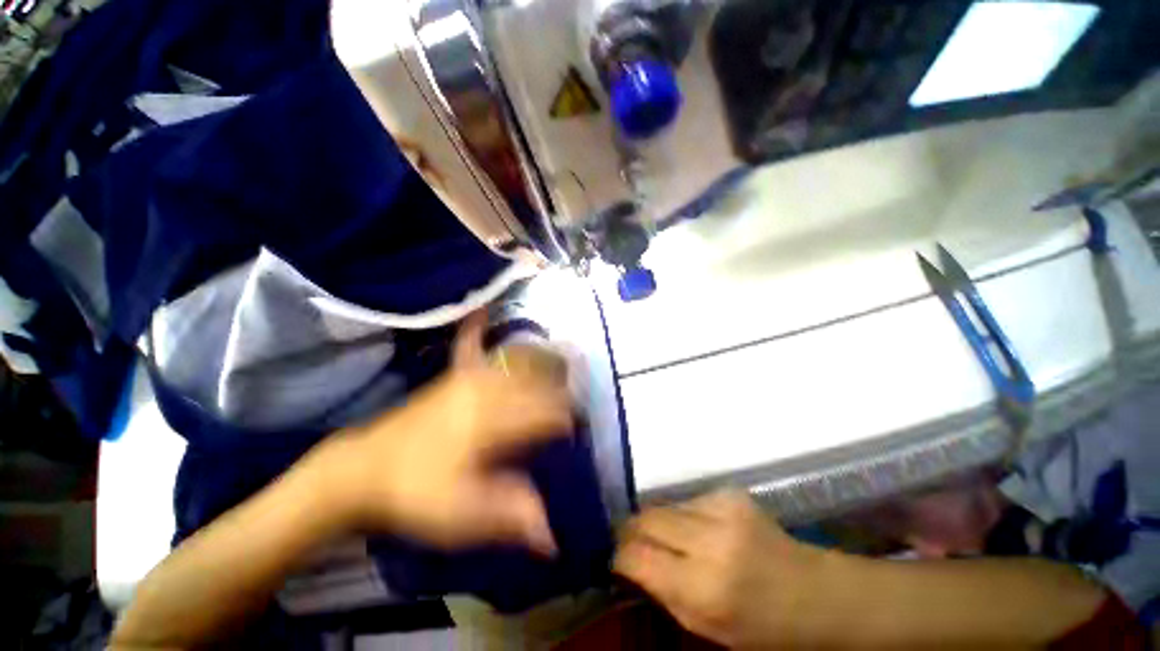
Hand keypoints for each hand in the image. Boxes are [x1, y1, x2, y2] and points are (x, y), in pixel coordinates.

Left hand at [315, 312, 573, 554]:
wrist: (361, 472)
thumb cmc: (414, 494)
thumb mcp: (462, 516)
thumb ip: (510, 517)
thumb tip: (553, 537)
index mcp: (493, 421)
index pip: (548, 412)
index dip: (567, 421)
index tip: (575, 434)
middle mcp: (487, 389)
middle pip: (539, 383)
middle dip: (562, 392)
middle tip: (574, 406)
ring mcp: (468, 377)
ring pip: (517, 362)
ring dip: (541, 365)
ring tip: (561, 368)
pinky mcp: (452, 376)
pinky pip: (468, 345)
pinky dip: (477, 328)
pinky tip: (484, 310)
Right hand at [614, 490, 837, 647]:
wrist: (817, 594)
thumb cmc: (763, 628)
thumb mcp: (706, 627)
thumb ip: (663, 592)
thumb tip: (630, 562)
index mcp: (703, 589)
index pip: (637, 556)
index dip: (619, 555)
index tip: (613, 558)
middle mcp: (709, 541)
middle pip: (646, 519)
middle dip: (630, 529)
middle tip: (628, 541)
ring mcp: (722, 510)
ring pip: (664, 505)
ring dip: (656, 521)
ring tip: (664, 538)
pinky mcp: (730, 493)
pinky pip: (687, 500)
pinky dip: (682, 514)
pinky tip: (696, 529)